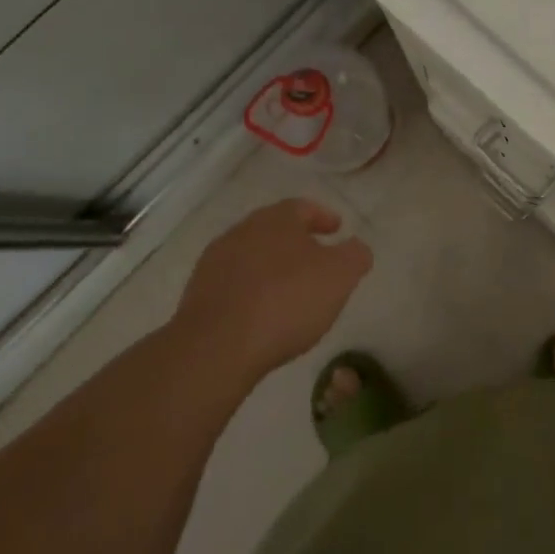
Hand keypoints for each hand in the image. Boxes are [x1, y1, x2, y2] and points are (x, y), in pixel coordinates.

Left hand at [172, 199, 371, 384]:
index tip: (337, 229)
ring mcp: (215, 262)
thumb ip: (356, 255)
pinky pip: (234, 284)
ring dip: (272, 266)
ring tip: (290, 291)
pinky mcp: (198, 293)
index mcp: (277, 219)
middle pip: (275, 229)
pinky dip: (251, 291)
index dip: (323, 216)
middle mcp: (243, 230)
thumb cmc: (286, 301)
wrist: (216, 346)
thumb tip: (357, 248)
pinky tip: (262, 313)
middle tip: (316, 259)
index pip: (304, 207)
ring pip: (252, 255)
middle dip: (296, 241)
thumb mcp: (340, 276)